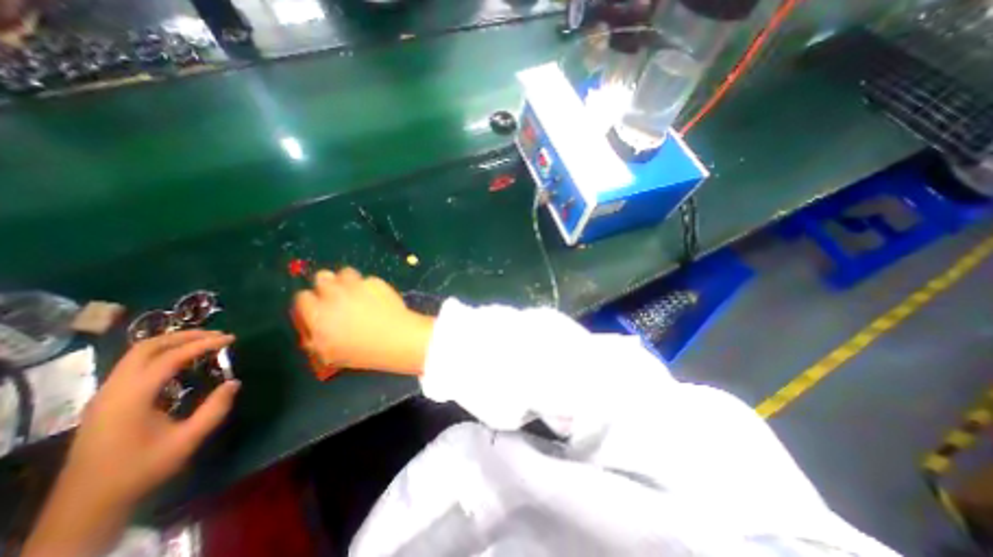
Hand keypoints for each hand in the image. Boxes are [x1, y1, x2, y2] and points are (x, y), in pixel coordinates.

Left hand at [23, 330, 239, 556]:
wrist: (87, 504)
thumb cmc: (141, 469)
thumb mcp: (187, 440)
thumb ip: (215, 409)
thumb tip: (234, 382)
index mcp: (131, 398)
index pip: (169, 358)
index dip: (202, 344)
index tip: (231, 339)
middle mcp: (113, 390)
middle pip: (146, 348)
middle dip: (184, 336)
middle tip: (216, 335)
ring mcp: (105, 395)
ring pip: (136, 354)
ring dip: (172, 343)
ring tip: (203, 343)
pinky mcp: (106, 401)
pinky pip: (134, 366)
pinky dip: (161, 355)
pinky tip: (181, 362)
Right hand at [293, 265, 434, 374]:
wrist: (396, 338)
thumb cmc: (362, 352)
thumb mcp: (330, 354)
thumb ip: (315, 339)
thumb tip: (312, 330)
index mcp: (317, 313)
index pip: (302, 297)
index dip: (310, 303)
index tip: (318, 309)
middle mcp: (333, 294)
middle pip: (321, 277)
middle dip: (326, 286)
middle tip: (336, 297)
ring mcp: (356, 285)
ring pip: (344, 273)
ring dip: (346, 281)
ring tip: (355, 293)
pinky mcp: (375, 282)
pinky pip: (367, 279)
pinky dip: (369, 286)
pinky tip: (376, 297)